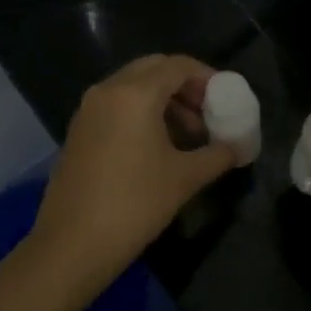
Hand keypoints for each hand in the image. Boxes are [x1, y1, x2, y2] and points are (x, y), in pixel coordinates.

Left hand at [25, 54, 235, 299]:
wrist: (72, 245)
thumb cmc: (135, 204)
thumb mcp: (185, 178)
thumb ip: (218, 154)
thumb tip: (239, 147)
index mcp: (135, 93)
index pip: (177, 65)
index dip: (206, 77)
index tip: (225, 99)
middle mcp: (108, 90)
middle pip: (153, 69)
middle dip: (184, 86)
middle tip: (207, 113)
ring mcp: (88, 109)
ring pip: (133, 86)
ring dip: (163, 100)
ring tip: (187, 135)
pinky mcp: (78, 130)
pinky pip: (116, 104)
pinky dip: (140, 112)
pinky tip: (157, 146)